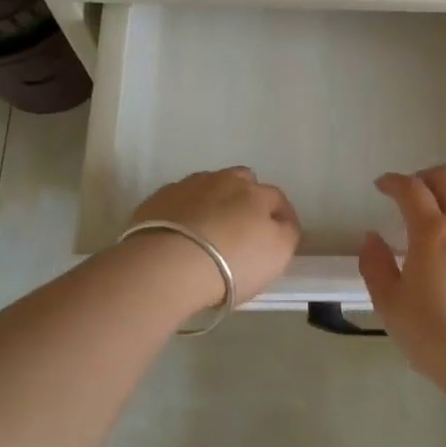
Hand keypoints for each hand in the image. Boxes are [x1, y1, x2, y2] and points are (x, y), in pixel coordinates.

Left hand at [124, 167, 300, 307]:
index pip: (277, 198)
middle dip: (246, 198)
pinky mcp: (159, 198)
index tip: (278, 235)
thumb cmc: (231, 264)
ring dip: (213, 202)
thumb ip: (286, 233)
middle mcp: (224, 181)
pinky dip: (184, 212)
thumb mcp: (277, 255)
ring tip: (207, 230)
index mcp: (256, 194)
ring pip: (209, 186)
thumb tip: (282, 222)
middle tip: (241, 227)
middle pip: (242, 181)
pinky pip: (179, 200)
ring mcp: (189, 186)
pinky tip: (180, 234)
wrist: (167, 265)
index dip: (281, 216)